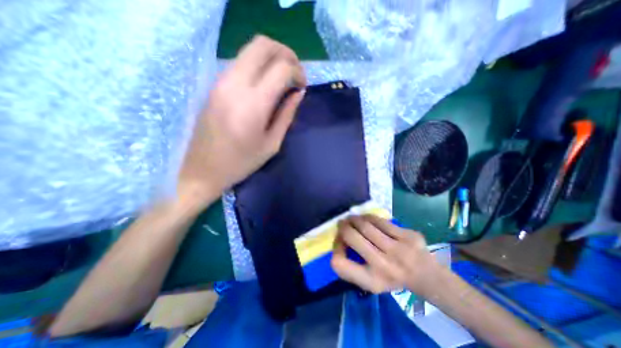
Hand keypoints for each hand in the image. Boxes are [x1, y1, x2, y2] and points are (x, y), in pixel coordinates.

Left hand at [177, 35, 305, 208]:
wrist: (202, 169)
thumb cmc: (241, 162)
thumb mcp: (272, 143)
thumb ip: (287, 115)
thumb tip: (299, 93)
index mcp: (254, 104)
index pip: (281, 68)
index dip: (297, 72)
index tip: (302, 86)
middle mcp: (235, 84)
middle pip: (263, 45)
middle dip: (286, 53)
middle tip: (295, 73)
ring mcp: (221, 81)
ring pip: (250, 49)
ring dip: (272, 57)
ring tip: (283, 78)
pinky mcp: (215, 84)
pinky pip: (241, 62)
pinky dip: (259, 65)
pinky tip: (266, 84)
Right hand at [332, 216, 437, 293]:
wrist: (427, 276)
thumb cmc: (391, 278)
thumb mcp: (369, 281)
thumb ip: (351, 266)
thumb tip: (339, 238)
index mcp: (372, 281)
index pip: (340, 263)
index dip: (335, 248)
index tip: (339, 242)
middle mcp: (384, 266)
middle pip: (351, 237)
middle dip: (343, 227)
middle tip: (342, 223)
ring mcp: (399, 249)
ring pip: (366, 225)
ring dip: (354, 219)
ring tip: (352, 218)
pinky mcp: (409, 236)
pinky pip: (381, 221)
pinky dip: (369, 217)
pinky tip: (367, 218)